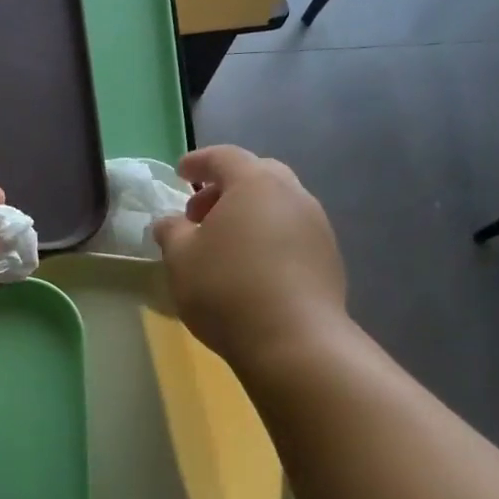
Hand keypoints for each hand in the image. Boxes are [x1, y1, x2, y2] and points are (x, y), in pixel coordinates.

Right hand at [152, 146, 347, 370]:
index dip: (199, 162)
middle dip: (225, 189)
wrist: (294, 341)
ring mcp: (317, 227)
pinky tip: (251, 269)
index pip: (224, 157)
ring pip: (278, 206)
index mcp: (255, 183)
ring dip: (249, 215)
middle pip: (258, 176)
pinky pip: (292, 234)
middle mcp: (293, 195)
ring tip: (224, 246)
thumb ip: (171, 232)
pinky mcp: (329, 259)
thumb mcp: (181, 259)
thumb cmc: (226, 288)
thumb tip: (170, 223)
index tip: (181, 172)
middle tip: (199, 215)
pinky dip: (268, 239)